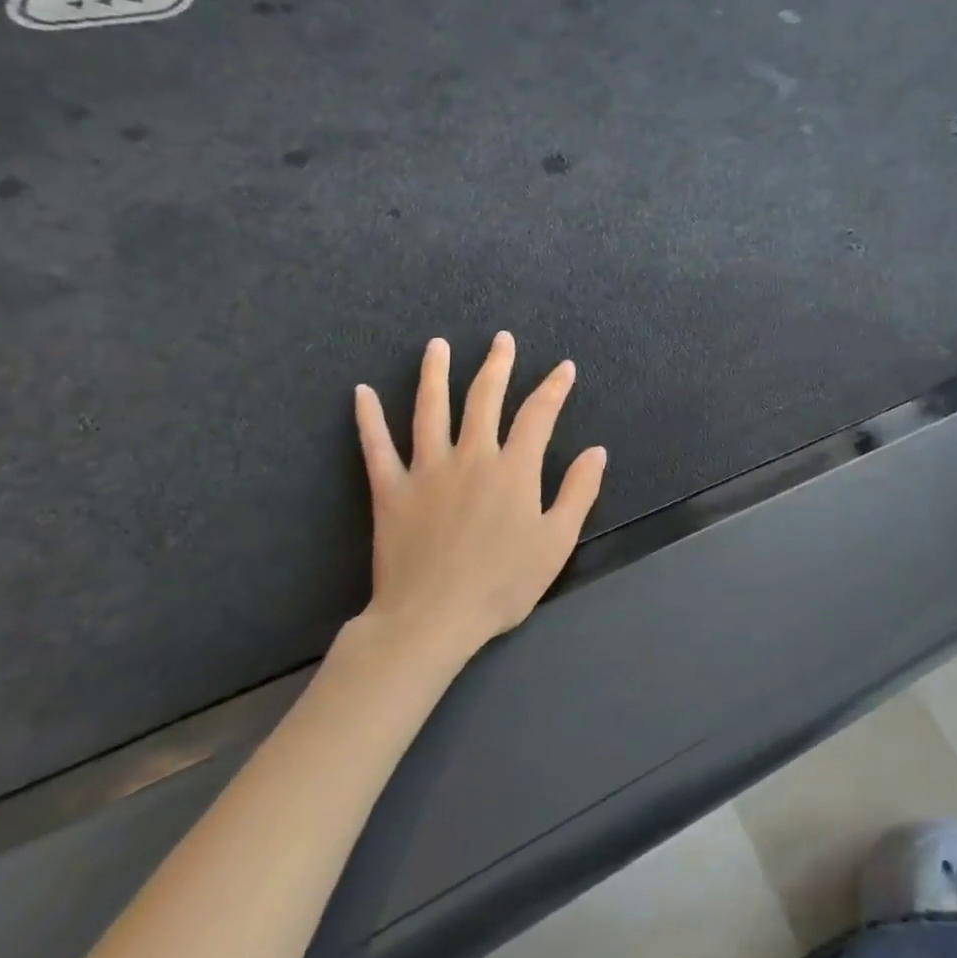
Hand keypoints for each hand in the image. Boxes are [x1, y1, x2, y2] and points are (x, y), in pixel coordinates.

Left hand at [348, 332, 606, 676]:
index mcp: (514, 469)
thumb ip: (578, 492)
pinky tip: (360, 393)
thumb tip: (596, 451)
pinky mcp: (390, 490)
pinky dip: (368, 418)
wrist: (433, 618)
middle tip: (502, 340)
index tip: (564, 368)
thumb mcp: (557, 542)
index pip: (538, 415)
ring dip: (435, 374)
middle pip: (484, 399)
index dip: (554, 388)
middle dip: (497, 365)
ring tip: (437, 345)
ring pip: (431, 410)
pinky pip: (376, 447)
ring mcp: (426, 470)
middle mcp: (471, 457)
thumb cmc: (503, 583)